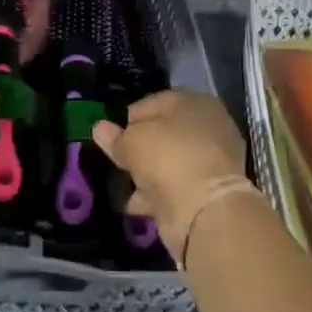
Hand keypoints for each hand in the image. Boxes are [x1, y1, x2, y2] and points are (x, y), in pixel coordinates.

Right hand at [91, 90, 249, 258]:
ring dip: (145, 173)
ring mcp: (210, 160)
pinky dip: (156, 194)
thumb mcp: (131, 142)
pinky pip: (174, 186)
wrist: (204, 209)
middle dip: (138, 147)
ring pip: (168, 161)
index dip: (126, 119)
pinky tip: (135, 204)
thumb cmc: (167, 158)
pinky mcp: (208, 190)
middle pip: (162, 133)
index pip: (151, 103)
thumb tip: (100, 128)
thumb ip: (114, 136)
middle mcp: (207, 126)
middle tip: (116, 161)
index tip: (109, 137)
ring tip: (122, 185)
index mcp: (193, 102)